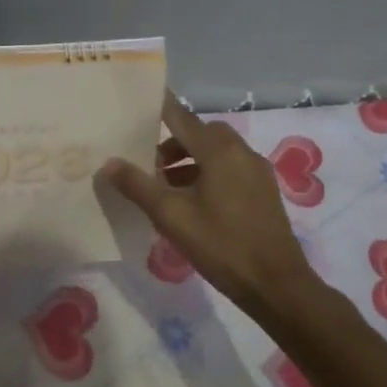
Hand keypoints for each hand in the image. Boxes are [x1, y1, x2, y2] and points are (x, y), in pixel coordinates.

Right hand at [101, 92, 325, 319]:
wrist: (276, 284)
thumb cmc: (221, 245)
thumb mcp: (172, 216)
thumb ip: (138, 186)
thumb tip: (110, 163)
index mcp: (219, 150)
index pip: (181, 116)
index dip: (157, 107)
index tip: (136, 101)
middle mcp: (241, 151)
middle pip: (198, 134)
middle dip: (171, 145)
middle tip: (147, 167)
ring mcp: (256, 171)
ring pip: (214, 153)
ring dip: (188, 162)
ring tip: (164, 190)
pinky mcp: (263, 191)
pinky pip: (228, 169)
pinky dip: (206, 174)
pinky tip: (191, 204)